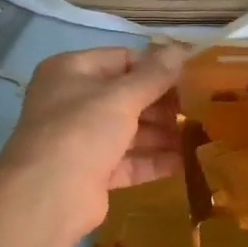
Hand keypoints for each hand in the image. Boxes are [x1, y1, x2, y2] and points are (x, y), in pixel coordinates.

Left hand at [0, 45, 185, 236]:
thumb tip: (181, 49)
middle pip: (127, 96)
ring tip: (200, 135)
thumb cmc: (82, 131)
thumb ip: (154, 75)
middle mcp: (73, 102)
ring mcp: (81, 139)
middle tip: (199, 108)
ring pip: (129, 130)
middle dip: (163, 104)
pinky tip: (185, 162)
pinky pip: (128, 161)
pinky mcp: (92, 172)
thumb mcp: (122, 96)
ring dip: (163, 134)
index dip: (156, 67)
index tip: (190, 76)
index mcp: (71, 72)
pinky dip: (154, 160)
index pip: (122, 59)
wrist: (47, 197)